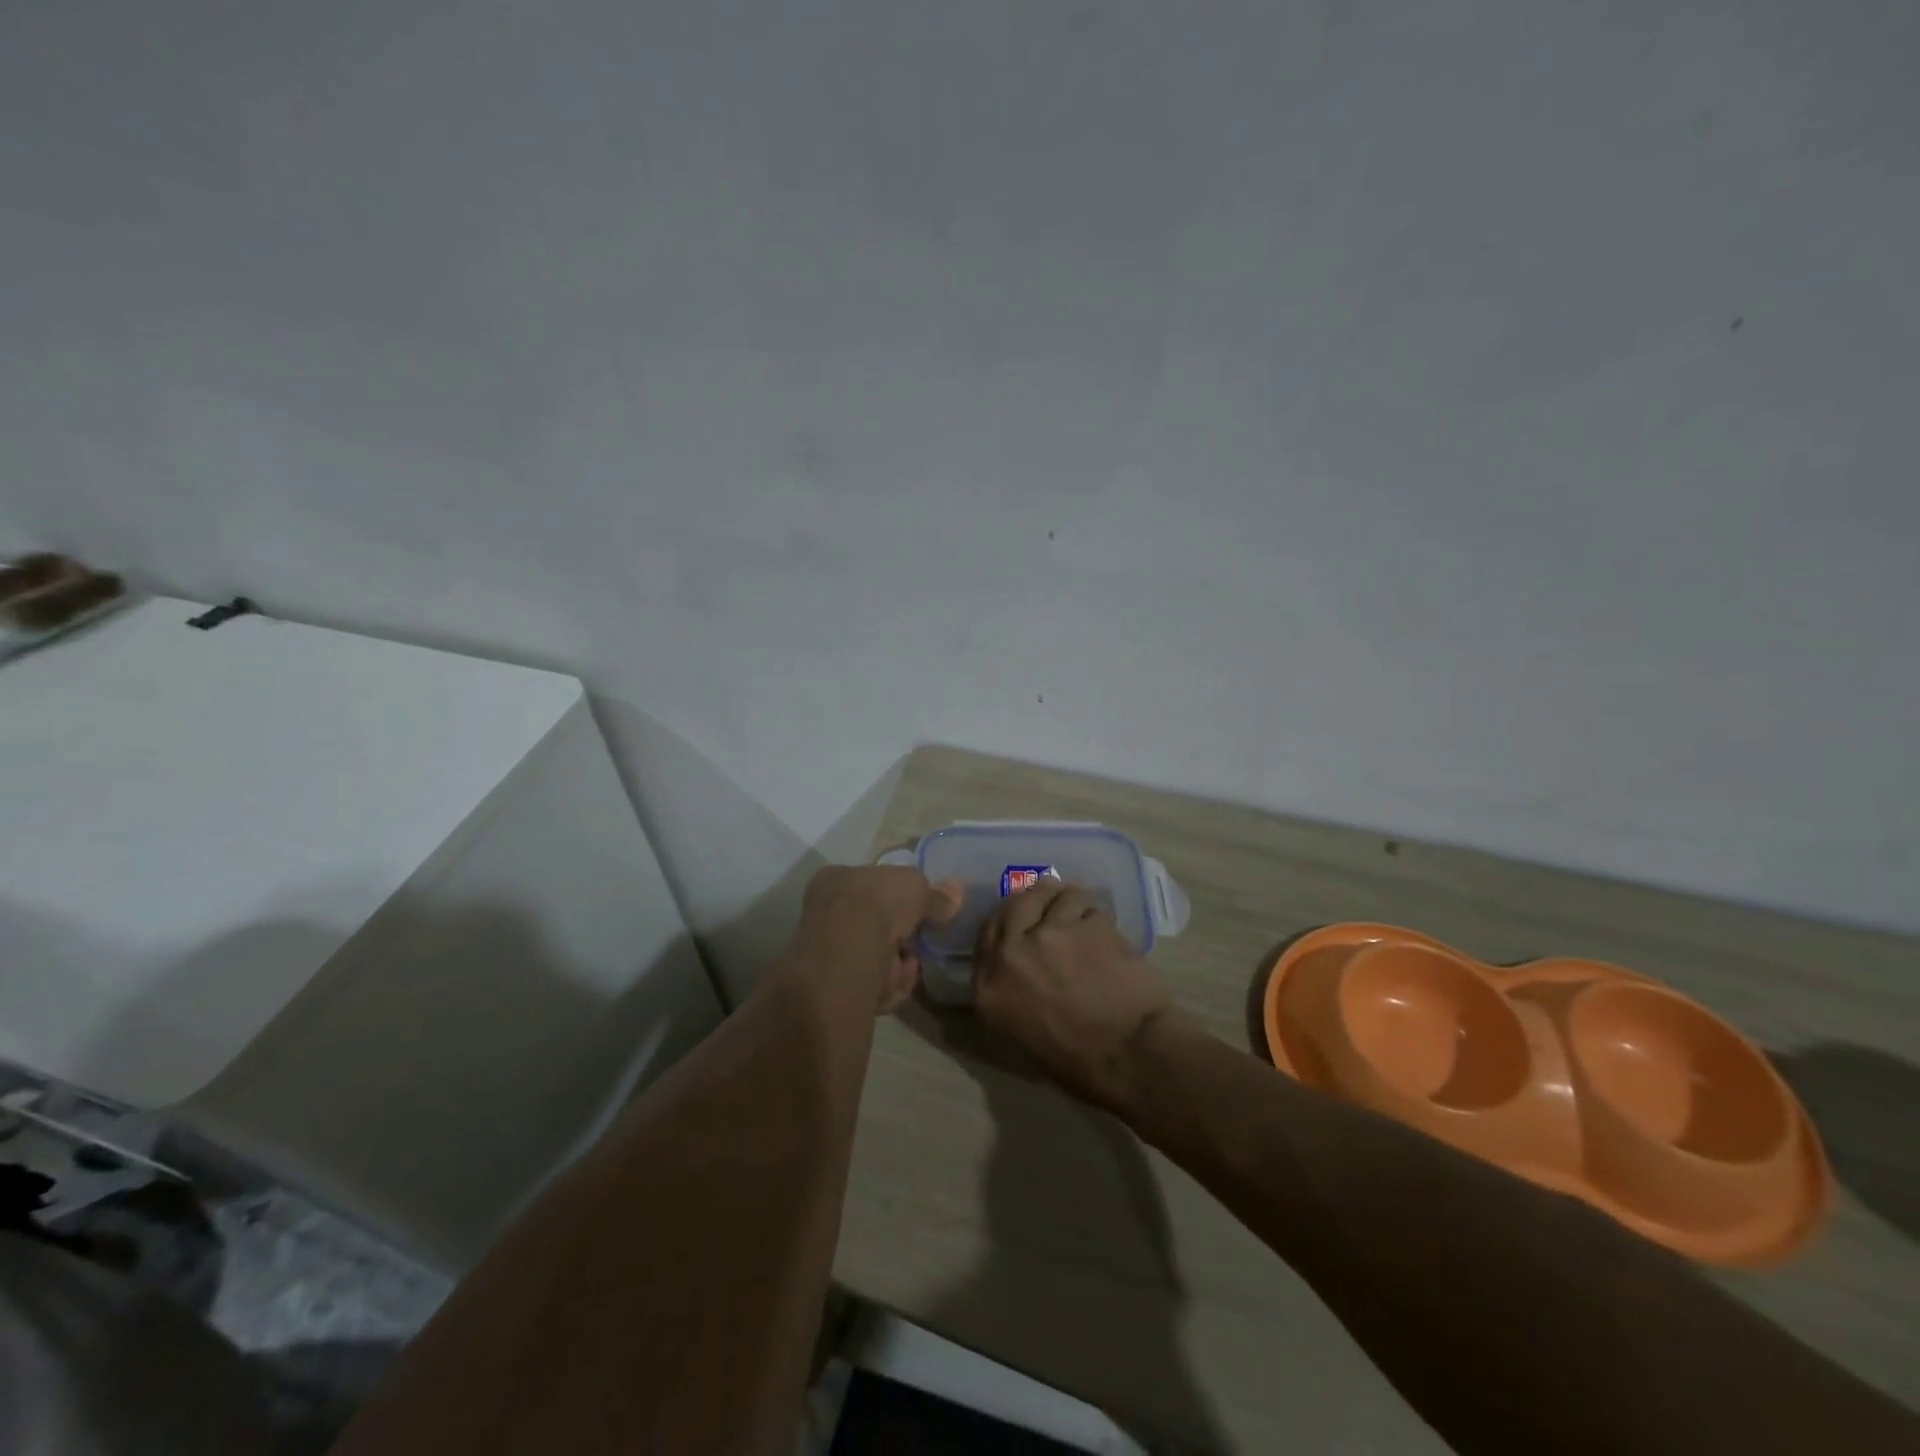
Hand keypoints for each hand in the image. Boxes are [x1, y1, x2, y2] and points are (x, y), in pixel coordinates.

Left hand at [796, 865, 960, 1013]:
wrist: (849, 953)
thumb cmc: (878, 902)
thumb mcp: (916, 885)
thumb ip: (935, 894)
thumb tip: (955, 892)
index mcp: (835, 879)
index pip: (870, 887)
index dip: (898, 901)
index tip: (919, 912)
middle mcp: (824, 914)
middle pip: (875, 926)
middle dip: (902, 938)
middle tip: (918, 941)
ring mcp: (826, 953)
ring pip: (877, 959)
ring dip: (899, 965)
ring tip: (907, 965)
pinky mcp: (834, 989)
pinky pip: (873, 987)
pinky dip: (889, 986)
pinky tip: (893, 982)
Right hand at [972, 880, 1173, 1113]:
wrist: (1129, 1056)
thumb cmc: (1078, 1062)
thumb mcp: (1021, 1032)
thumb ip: (1010, 989)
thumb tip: (1020, 963)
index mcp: (988, 987)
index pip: (987, 933)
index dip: (1007, 920)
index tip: (1023, 919)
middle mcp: (1010, 953)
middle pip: (1016, 904)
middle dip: (1034, 900)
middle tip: (1051, 903)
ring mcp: (1048, 934)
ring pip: (1056, 896)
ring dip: (1070, 903)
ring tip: (1085, 919)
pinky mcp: (1085, 925)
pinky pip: (1088, 908)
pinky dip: (1097, 918)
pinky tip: (1107, 935)